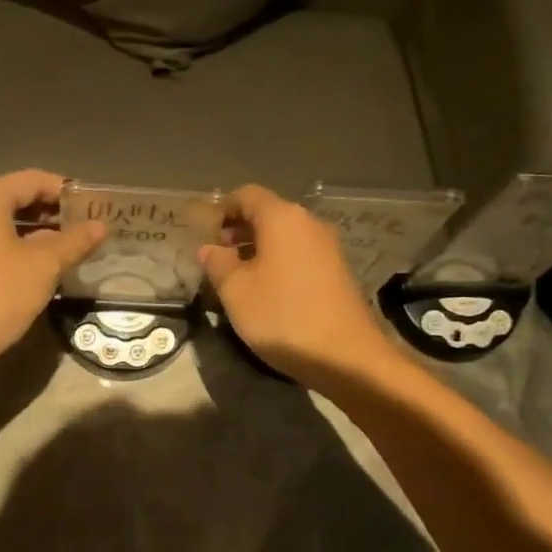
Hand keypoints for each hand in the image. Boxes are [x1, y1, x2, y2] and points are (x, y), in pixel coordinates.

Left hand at [0, 170, 104, 381]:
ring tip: (69, 249)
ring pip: (3, 224)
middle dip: (53, 213)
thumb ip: (75, 241)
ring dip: (37, 233)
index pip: (34, 180)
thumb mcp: (44, 266)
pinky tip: (39, 268)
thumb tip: (99, 226)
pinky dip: (16, 247)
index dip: (67, 191)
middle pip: (17, 199)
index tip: (93, 208)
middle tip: (86, 229)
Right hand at [197, 184, 393, 387]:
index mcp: (283, 218)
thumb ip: (217, 263)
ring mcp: (328, 247)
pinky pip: (301, 254)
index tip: (206, 232)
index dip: (222, 208)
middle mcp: (309, 223)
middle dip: (240, 229)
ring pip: (285, 235)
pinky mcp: (338, 270)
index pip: (247, 195)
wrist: (346, 356)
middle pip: (268, 213)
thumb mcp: (236, 291)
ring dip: (259, 248)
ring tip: (238, 276)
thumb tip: (209, 248)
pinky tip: (268, 289)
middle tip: (218, 256)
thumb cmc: (283, 316)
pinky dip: (280, 261)